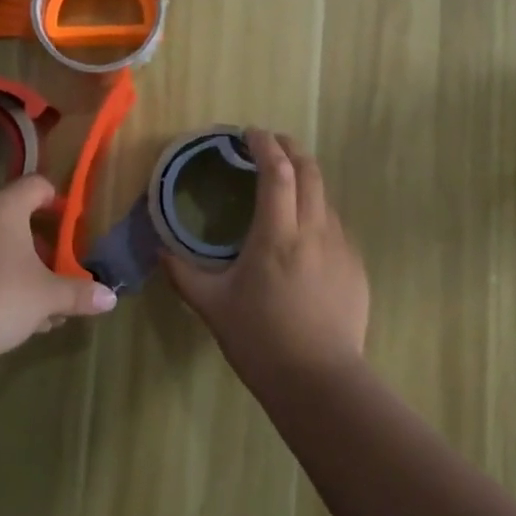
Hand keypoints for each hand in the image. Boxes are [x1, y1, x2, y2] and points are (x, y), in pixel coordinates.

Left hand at [0, 175, 117, 375]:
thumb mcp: (47, 297)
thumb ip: (79, 293)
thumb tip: (111, 298)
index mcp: (2, 206)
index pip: (36, 185)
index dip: (58, 201)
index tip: (72, 225)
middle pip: (13, 215)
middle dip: (39, 242)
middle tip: (57, 268)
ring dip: (17, 265)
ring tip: (38, 302)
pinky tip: (7, 314)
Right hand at [162, 130, 368, 389]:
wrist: (320, 382)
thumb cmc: (261, 341)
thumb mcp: (213, 306)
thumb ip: (183, 274)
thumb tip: (159, 251)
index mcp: (278, 234)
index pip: (277, 171)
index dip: (265, 145)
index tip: (249, 134)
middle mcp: (315, 230)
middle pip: (309, 170)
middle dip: (290, 148)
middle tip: (270, 144)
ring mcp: (341, 247)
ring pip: (325, 197)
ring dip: (305, 179)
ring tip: (284, 186)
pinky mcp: (355, 267)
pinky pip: (335, 225)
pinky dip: (317, 212)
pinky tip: (303, 233)